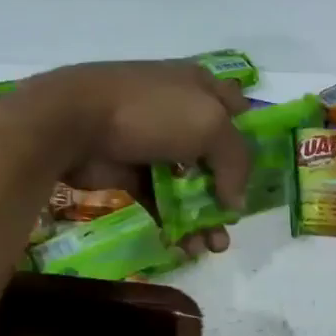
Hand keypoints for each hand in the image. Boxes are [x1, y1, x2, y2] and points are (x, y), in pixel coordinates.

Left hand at [17, 61, 252, 254]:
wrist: (73, 121)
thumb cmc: (151, 112)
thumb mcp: (210, 126)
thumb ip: (235, 162)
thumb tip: (235, 203)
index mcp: (202, 88)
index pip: (240, 112)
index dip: (253, 142)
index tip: (262, 177)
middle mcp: (180, 113)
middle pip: (215, 157)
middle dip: (229, 193)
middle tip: (234, 224)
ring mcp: (153, 144)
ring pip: (189, 185)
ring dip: (204, 217)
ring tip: (213, 247)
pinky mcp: (130, 172)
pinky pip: (160, 201)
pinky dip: (173, 224)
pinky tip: (184, 246)